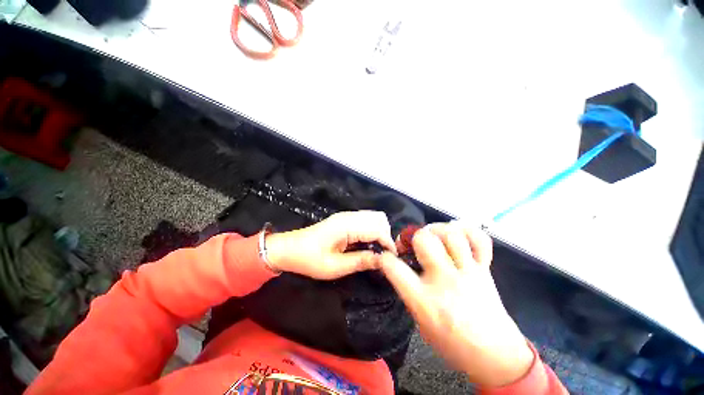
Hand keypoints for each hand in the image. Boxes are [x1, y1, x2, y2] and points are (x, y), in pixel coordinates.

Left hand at [265, 211, 396, 279]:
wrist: (289, 248)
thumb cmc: (309, 259)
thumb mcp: (335, 267)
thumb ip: (361, 261)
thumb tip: (382, 260)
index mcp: (347, 226)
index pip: (377, 229)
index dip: (388, 243)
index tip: (392, 259)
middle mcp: (349, 216)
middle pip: (379, 218)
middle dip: (385, 235)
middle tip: (383, 254)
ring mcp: (346, 216)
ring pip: (373, 217)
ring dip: (379, 231)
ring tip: (376, 249)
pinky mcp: (343, 219)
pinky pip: (365, 219)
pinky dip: (371, 229)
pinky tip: (366, 243)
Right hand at [380, 222, 533, 386]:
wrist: (495, 355)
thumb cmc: (452, 343)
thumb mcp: (420, 323)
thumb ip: (409, 292)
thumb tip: (401, 267)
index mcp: (424, 301)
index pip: (394, 268)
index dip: (384, 258)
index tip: (385, 257)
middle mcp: (445, 281)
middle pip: (424, 240)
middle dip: (413, 237)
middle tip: (413, 244)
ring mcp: (468, 272)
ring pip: (451, 234)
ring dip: (437, 230)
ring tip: (434, 237)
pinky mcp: (484, 269)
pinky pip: (479, 239)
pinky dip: (468, 231)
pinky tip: (458, 236)